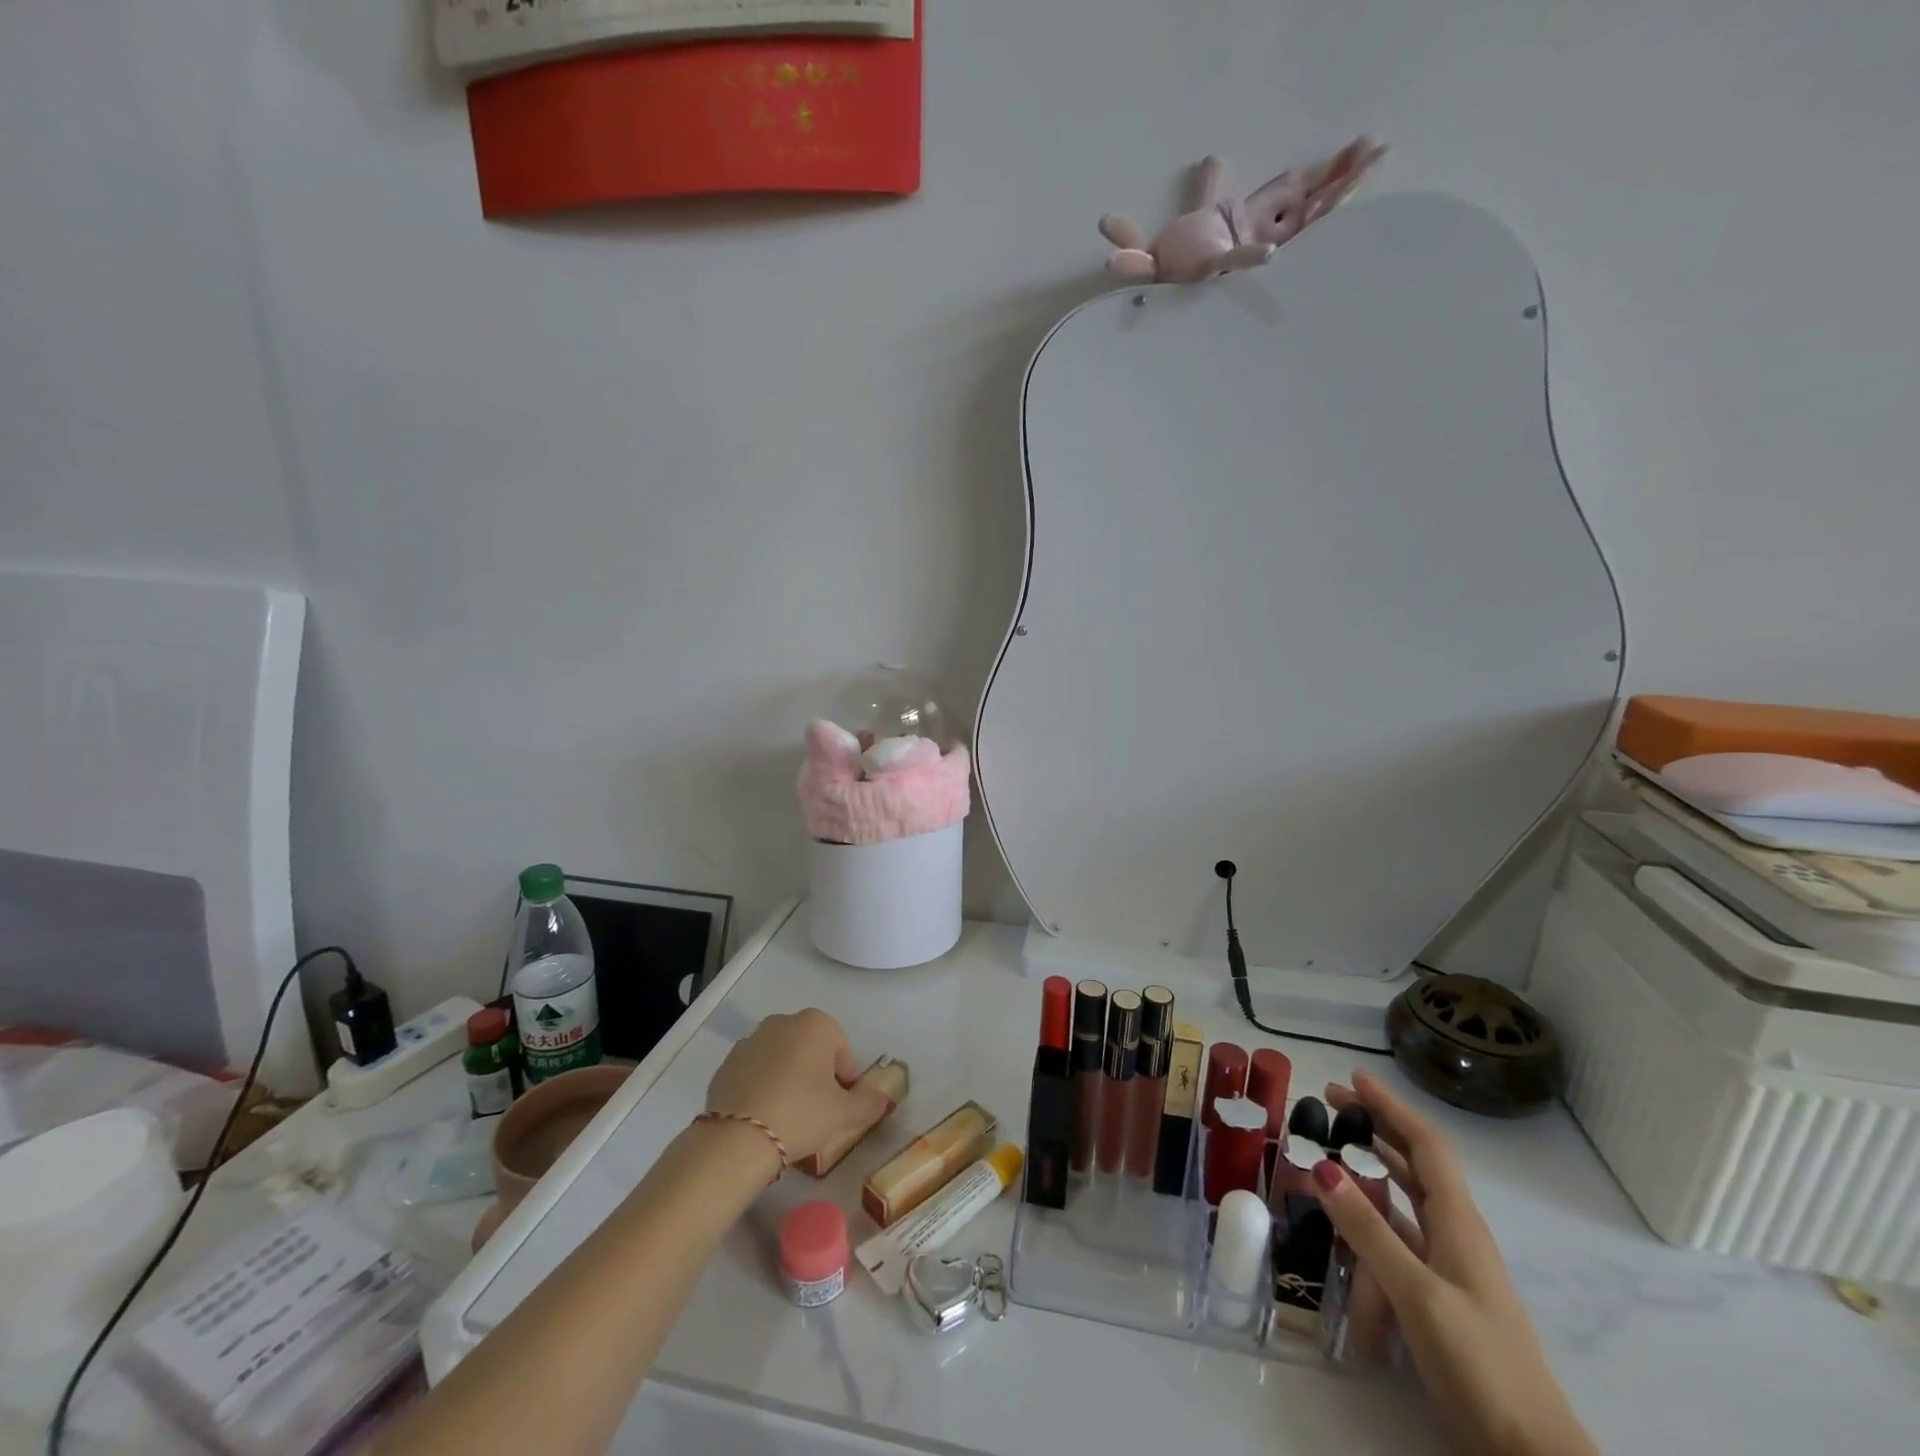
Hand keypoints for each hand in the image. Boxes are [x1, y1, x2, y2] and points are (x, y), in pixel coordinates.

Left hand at [705, 1009, 891, 1169]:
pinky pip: (754, 1072)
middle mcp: (782, 1022)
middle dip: (815, 1074)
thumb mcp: (844, 1114)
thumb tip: (881, 1098)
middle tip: (816, 1111)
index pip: (841, 1050)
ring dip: (787, 1079)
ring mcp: (750, 1040)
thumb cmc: (801, 1114)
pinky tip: (762, 1117)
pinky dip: (761, 1087)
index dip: (845, 1080)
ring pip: (781, 1059)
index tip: (839, 1106)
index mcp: (816, 1024)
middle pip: (810, 1049)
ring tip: (787, 1116)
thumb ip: (868, 1103)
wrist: (737, 1138)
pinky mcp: (726, 1063)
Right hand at [1313, 1072, 1598, 1455]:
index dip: (1390, 1107)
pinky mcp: (1439, 1301)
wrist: (1532, 1455)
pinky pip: (1395, 1254)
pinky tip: (1342, 1254)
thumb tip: (1322, 1166)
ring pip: (1399, 1211)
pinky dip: (1367, 1244)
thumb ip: (1368, 1231)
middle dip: (1372, 1133)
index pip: (1424, 1146)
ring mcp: (1449, 1270)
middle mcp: (1455, 1236)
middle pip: (1412, 1167)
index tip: (1354, 1078)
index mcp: (1459, 1224)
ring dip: (1363, 1192)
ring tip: (1322, 1175)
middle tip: (1328, 1107)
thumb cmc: (1481, 1365)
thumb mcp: (1417, 1294)